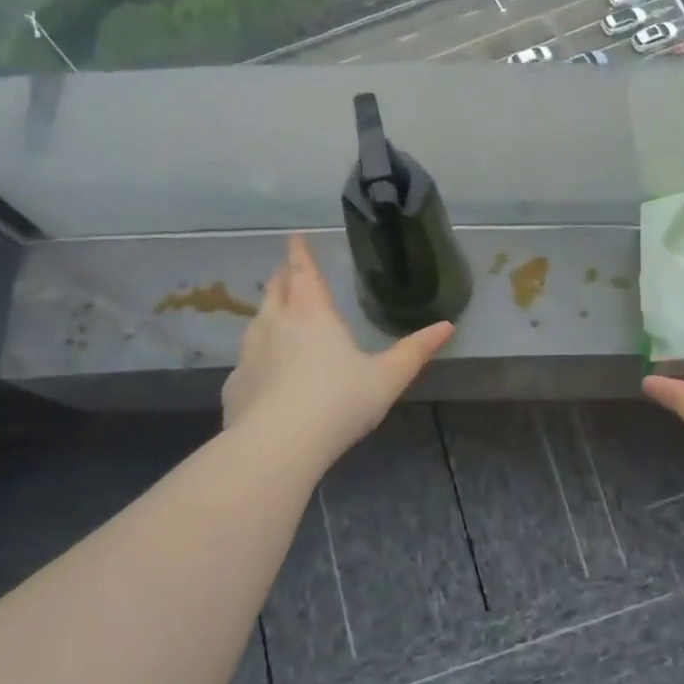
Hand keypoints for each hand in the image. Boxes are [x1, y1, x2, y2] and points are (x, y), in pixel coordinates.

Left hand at [222, 235, 452, 466]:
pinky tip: (266, 374)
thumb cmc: (339, 401)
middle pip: (275, 291)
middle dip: (282, 278)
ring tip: (277, 317)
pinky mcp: (235, 385)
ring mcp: (249, 354)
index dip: (299, 253)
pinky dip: (258, 358)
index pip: (303, 273)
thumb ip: (415, 351)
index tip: (294, 238)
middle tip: (288, 273)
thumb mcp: (387, 378)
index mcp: (312, 315)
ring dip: (268, 314)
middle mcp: (275, 325)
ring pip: (257, 323)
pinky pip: (247, 361)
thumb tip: (447, 326)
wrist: (279, 444)